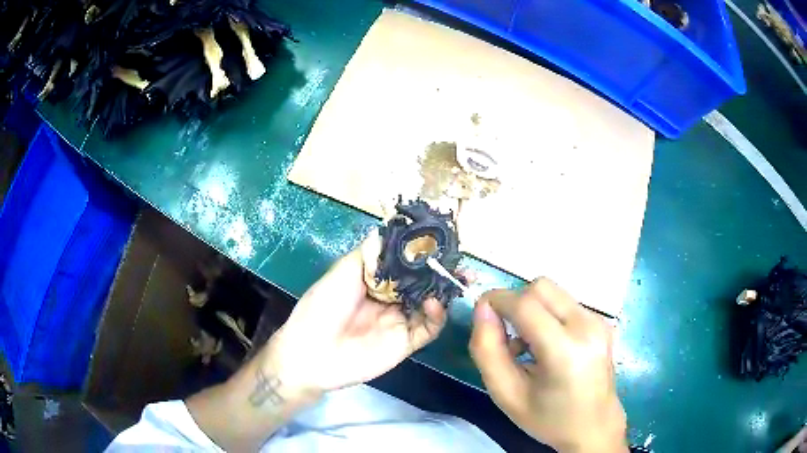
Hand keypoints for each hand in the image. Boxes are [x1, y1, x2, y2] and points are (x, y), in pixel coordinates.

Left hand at [262, 229, 447, 395]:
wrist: (311, 353)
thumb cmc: (322, 307)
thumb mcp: (342, 272)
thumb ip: (369, 254)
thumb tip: (390, 228)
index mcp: (375, 280)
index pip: (406, 264)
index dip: (422, 254)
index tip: (441, 241)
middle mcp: (391, 298)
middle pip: (423, 283)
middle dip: (442, 272)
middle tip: (461, 263)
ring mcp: (400, 320)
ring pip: (430, 304)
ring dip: (445, 292)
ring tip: (457, 279)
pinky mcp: (406, 342)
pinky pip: (428, 328)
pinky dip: (437, 316)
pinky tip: (434, 303)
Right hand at [469, 278, 626, 452]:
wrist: (594, 427)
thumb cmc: (548, 418)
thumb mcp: (506, 394)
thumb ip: (487, 350)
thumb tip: (482, 309)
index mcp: (565, 351)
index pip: (525, 304)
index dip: (497, 300)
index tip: (482, 315)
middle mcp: (588, 326)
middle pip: (541, 287)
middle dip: (515, 302)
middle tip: (506, 336)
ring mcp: (599, 321)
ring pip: (554, 292)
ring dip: (532, 309)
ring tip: (527, 346)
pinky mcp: (602, 321)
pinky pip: (566, 303)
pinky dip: (548, 315)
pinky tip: (547, 346)